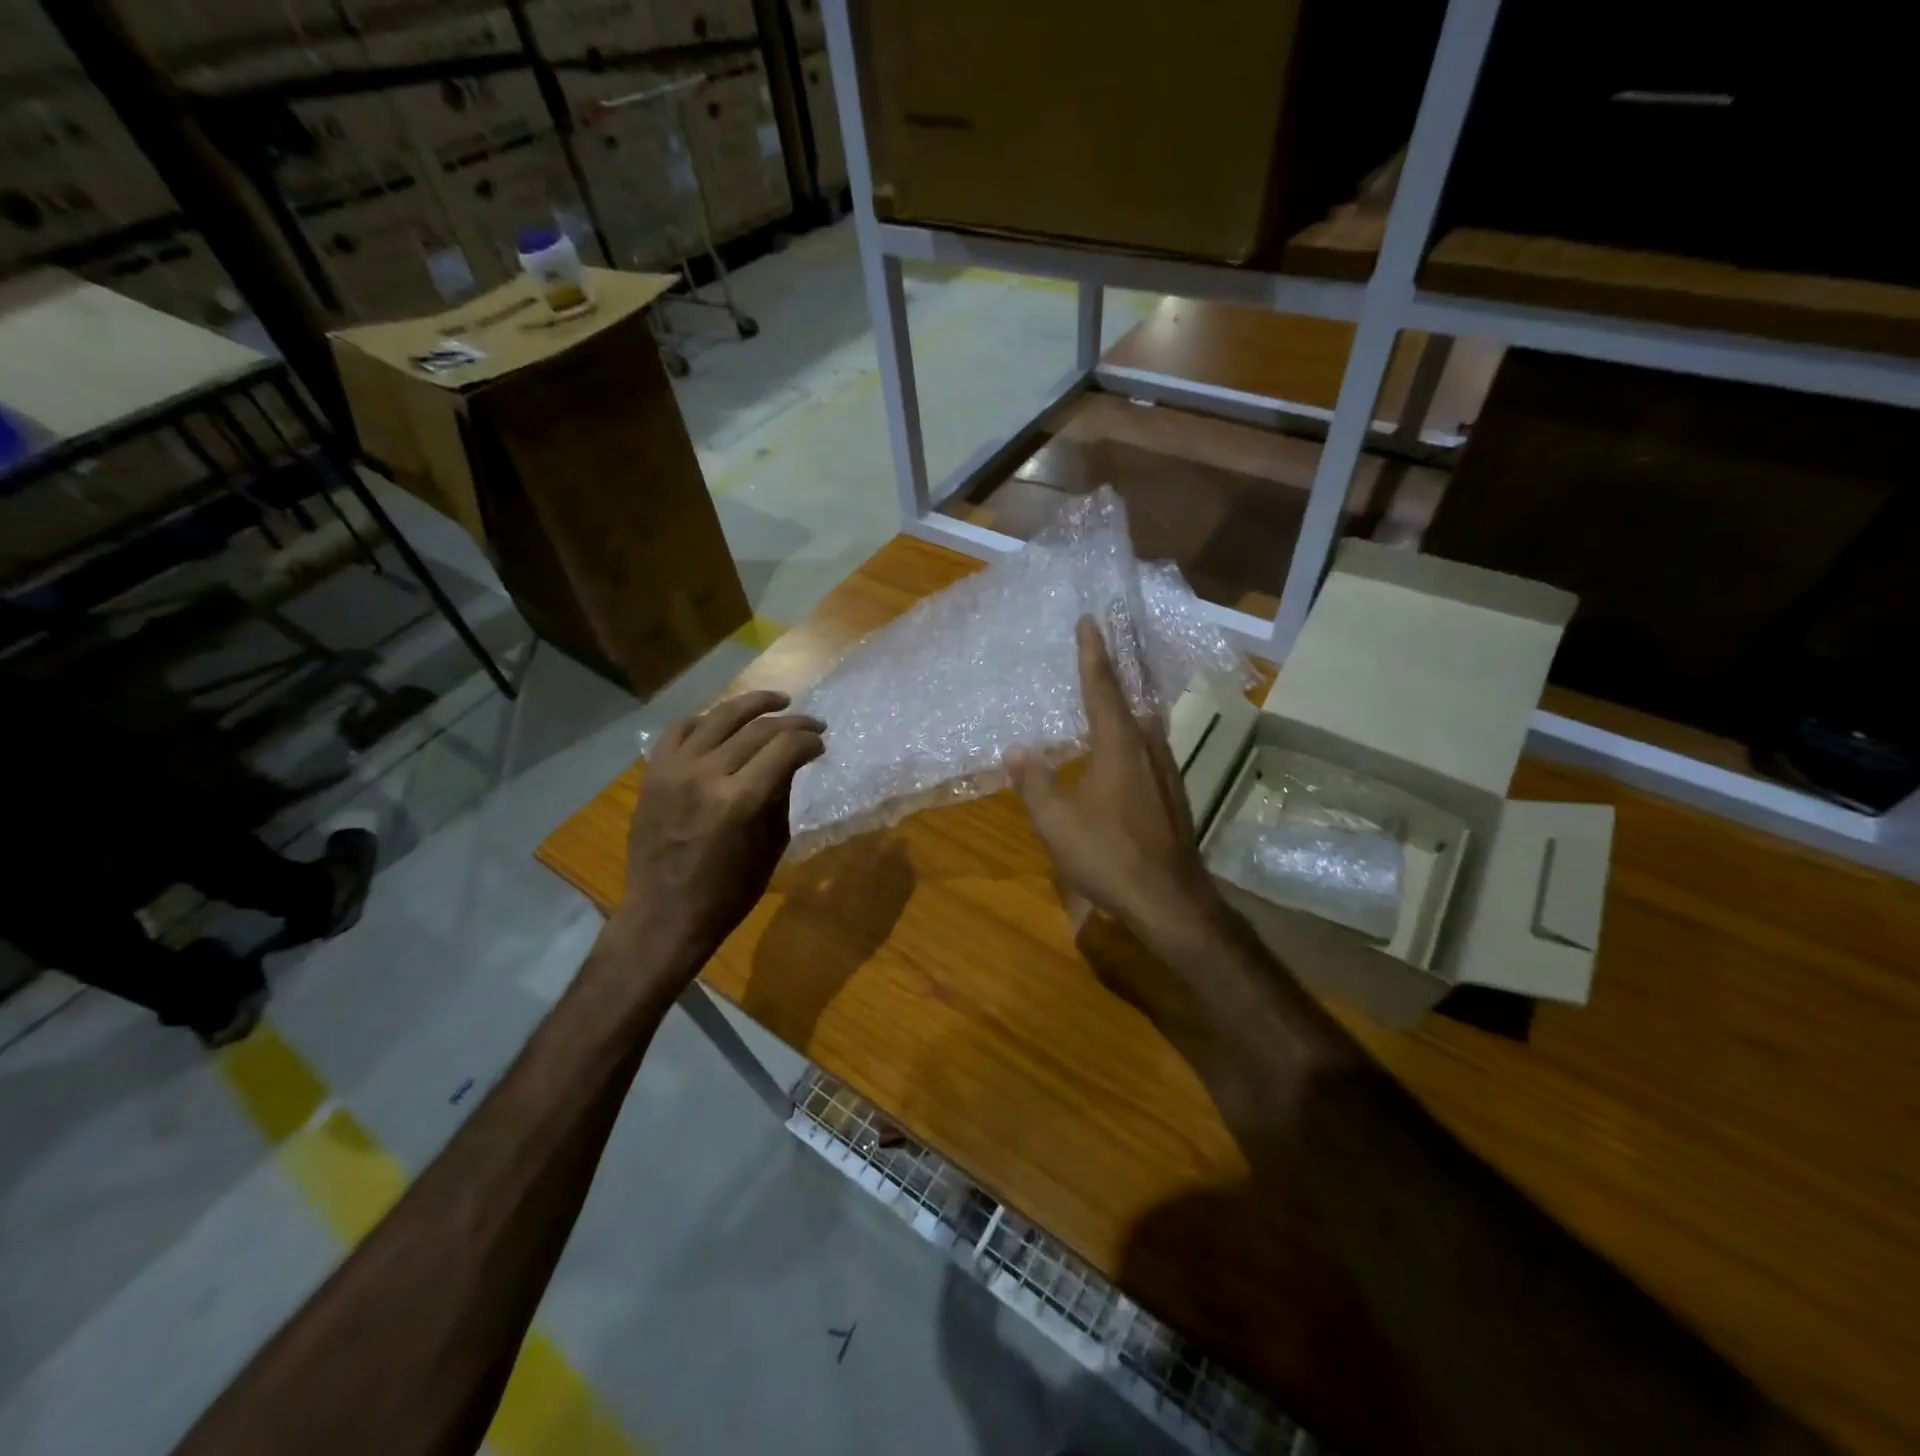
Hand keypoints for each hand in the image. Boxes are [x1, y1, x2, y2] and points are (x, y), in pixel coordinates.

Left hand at [616, 690, 824, 967]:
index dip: (809, 740)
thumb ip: (781, 797)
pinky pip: (679, 729)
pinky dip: (704, 719)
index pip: (785, 748)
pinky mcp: (653, 773)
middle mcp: (706, 775)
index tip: (821, 744)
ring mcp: (674, 770)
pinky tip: (722, 721)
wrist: (665, 914)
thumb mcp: (771, 846)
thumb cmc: (728, 892)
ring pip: (719, 717)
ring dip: (753, 704)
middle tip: (812, 725)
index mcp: (741, 801)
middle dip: (792, 722)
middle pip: (758, 728)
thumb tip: (791, 762)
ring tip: (777, 701)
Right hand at [1010, 618, 1225, 947]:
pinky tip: (1122, 744)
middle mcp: (1148, 747)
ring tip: (1109, 686)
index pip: (1102, 687)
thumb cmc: (1109, 855)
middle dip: (1114, 668)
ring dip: (1126, 699)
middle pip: (1130, 696)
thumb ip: (1034, 781)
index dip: (1092, 653)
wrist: (1169, 900)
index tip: (1090, 621)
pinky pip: (1148, 745)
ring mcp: (1166, 770)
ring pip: (1143, 721)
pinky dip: (1131, 730)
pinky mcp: (1172, 792)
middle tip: (1103, 642)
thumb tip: (1017, 750)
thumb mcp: (1056, 821)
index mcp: (1119, 745)